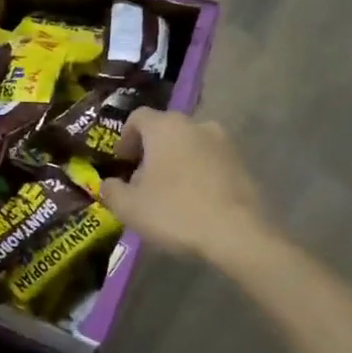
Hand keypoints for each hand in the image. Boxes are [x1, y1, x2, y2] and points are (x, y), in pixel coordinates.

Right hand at [99, 108, 269, 261]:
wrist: (238, 234)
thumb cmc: (175, 212)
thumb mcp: (129, 207)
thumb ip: (111, 190)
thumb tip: (108, 184)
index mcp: (165, 126)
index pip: (138, 117)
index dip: (125, 138)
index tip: (121, 162)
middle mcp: (196, 125)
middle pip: (165, 130)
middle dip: (151, 151)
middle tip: (142, 180)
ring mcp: (224, 143)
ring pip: (190, 145)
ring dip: (176, 162)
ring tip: (169, 192)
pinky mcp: (243, 164)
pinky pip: (211, 162)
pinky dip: (199, 174)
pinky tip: (195, 201)